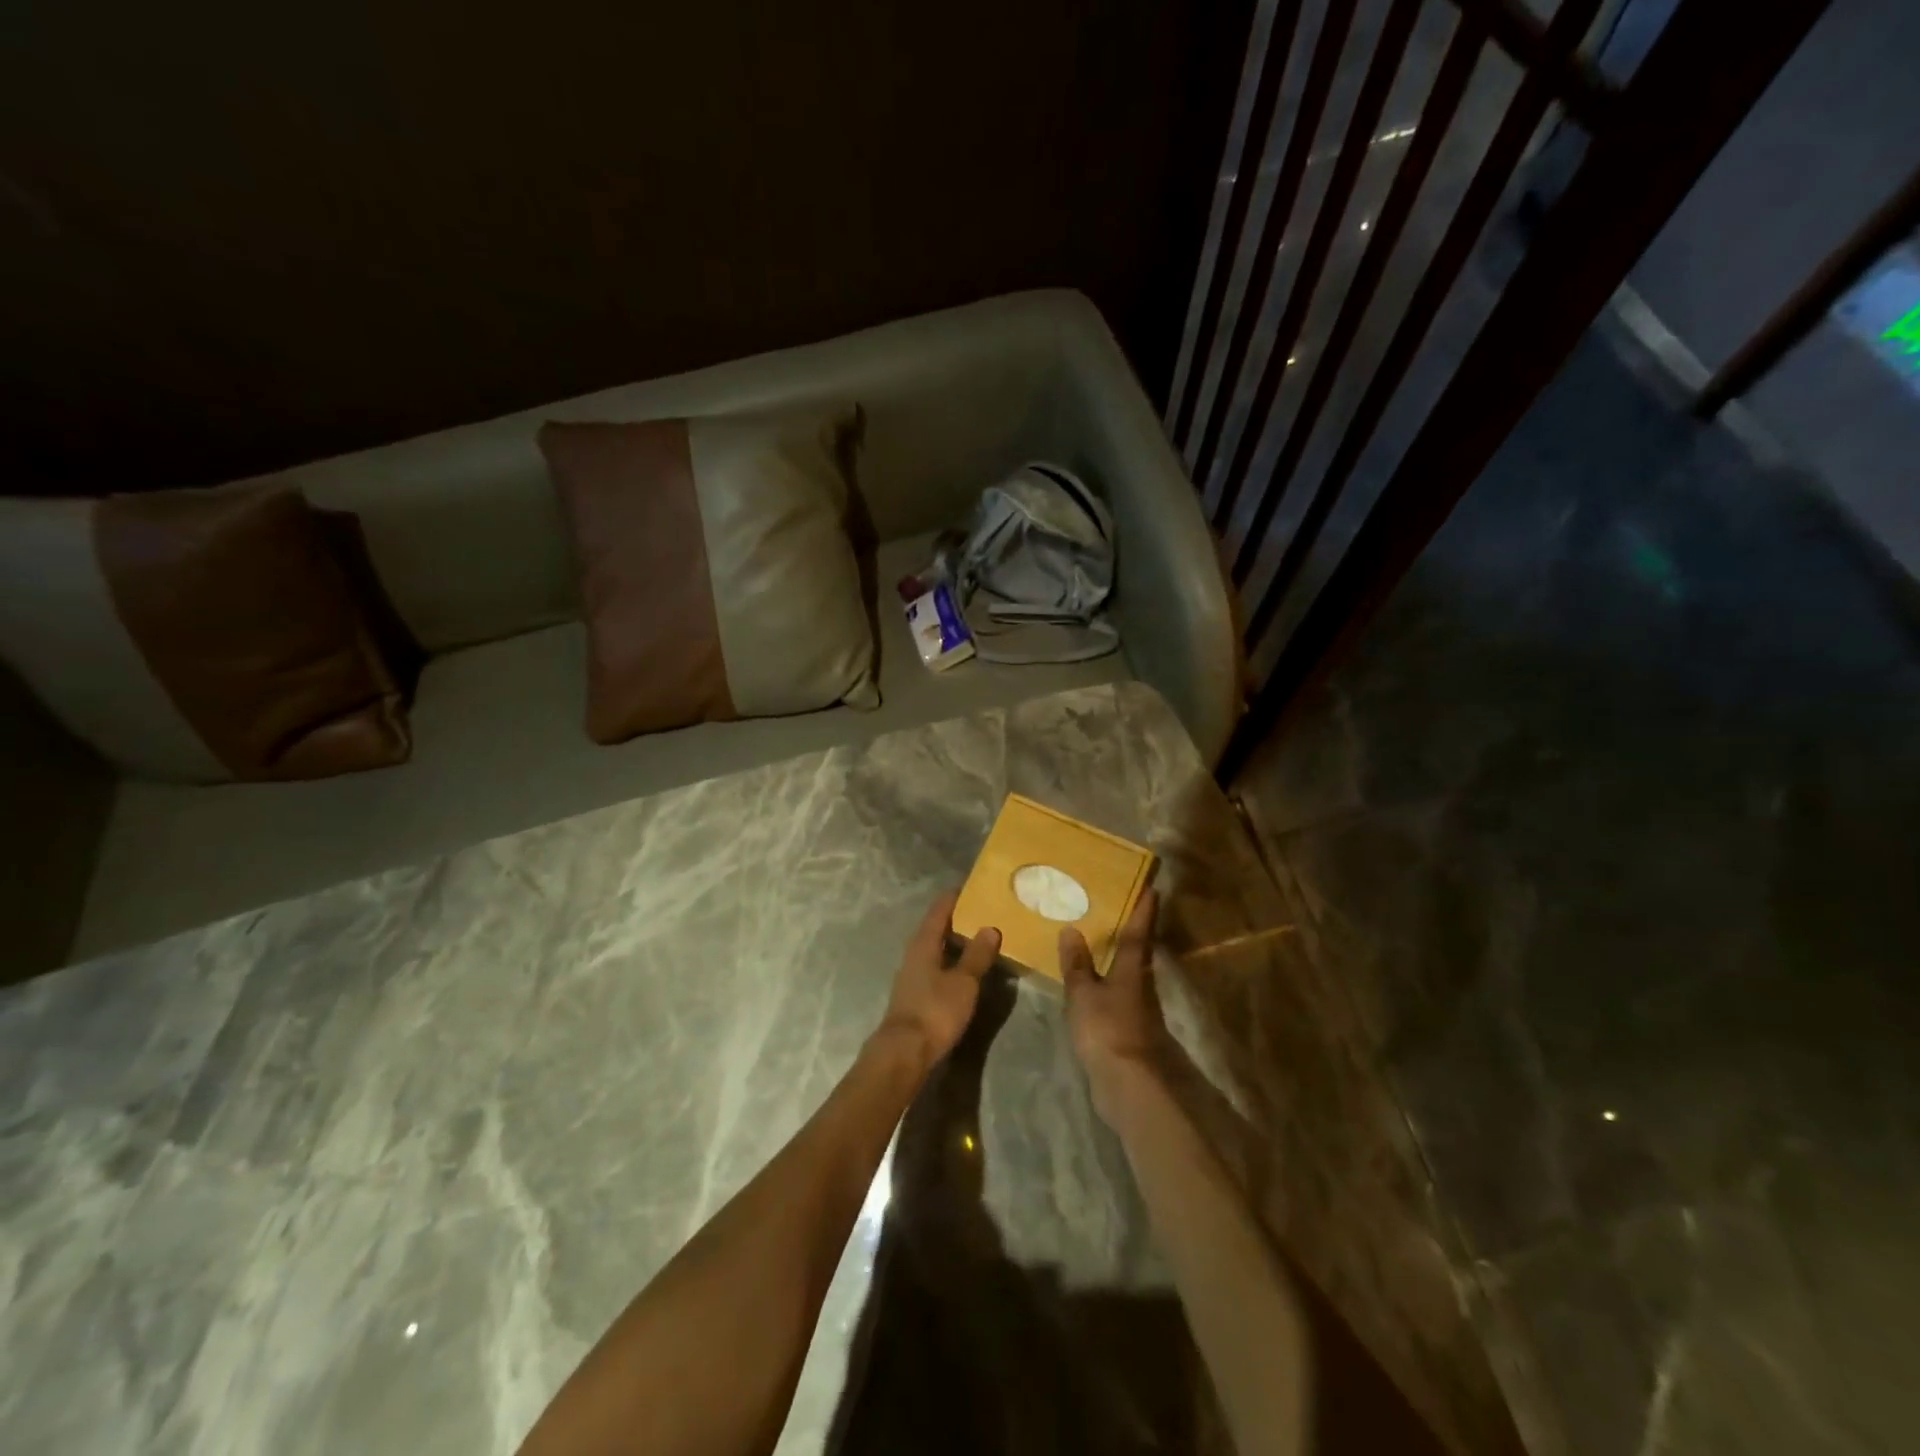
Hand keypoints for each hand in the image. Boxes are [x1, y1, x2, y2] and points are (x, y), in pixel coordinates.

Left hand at [874, 891, 999, 1069]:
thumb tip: (990, 927)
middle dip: (960, 919)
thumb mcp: (964, 982)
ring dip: (957, 942)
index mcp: (923, 942)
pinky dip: (953, 962)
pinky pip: (937, 967)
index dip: (956, 896)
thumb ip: (977, 955)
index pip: (940, 908)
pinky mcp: (916, 994)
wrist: (904, 1052)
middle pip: (937, 927)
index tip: (975, 887)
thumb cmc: (935, 1011)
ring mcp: (913, 974)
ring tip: (982, 939)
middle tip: (986, 912)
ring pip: (937, 948)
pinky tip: (968, 970)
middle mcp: (915, 953)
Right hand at [1060, 890, 1170, 1120]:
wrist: (1126, 1084)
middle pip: (1138, 953)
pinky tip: (1093, 984)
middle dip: (1132, 932)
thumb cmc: (1105, 1029)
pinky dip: (1107, 984)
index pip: (1138, 934)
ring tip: (1098, 943)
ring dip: (1118, 959)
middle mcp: (1140, 986)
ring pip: (1129, 975)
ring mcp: (1138, 1010)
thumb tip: (1071, 929)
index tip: (1151, 889)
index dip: (1143, 911)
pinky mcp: (1130, 1030)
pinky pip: (1118, 996)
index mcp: (1131, 971)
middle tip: (1118, 909)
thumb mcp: (1083, 993)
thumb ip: (1076, 964)